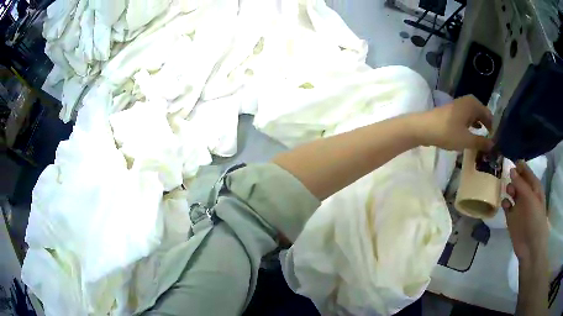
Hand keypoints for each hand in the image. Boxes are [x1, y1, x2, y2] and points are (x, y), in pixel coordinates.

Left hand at [416, 95, 493, 150]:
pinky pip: (465, 118)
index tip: (493, 140)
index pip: (488, 115)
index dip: (492, 127)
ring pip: (473, 116)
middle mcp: (466, 101)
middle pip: (481, 114)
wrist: (423, 128)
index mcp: (473, 104)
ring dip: (477, 127)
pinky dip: (469, 126)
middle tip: (488, 141)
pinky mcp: (451, 112)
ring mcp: (458, 105)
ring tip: (481, 140)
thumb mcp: (467, 140)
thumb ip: (481, 142)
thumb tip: (493, 144)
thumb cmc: (448, 132)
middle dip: (485, 127)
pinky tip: (469, 134)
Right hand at [502, 161, 548, 263]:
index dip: (518, 165)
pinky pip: (506, 206)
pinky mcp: (511, 217)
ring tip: (509, 193)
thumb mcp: (530, 199)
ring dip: (509, 189)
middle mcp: (526, 194)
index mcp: (534, 187)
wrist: (530, 246)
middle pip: (517, 179)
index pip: (526, 171)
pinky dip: (504, 203)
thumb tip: (511, 169)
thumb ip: (521, 184)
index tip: (509, 160)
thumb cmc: (535, 219)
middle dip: (512, 176)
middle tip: (508, 178)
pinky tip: (505, 204)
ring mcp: (519, 206)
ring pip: (511, 191)